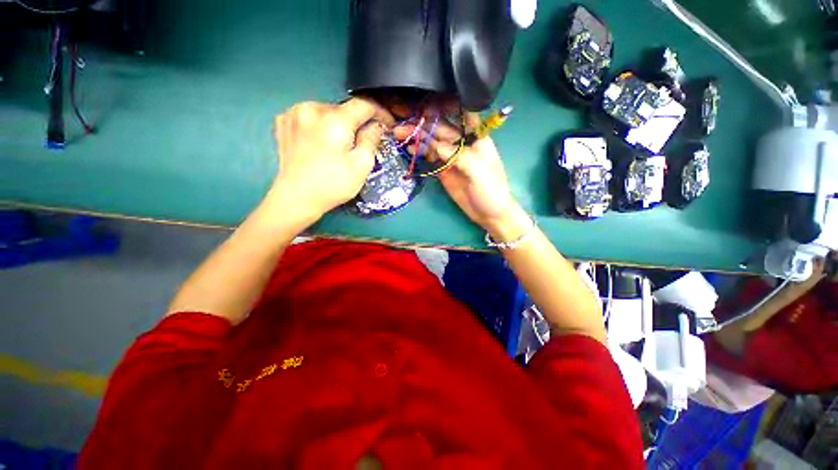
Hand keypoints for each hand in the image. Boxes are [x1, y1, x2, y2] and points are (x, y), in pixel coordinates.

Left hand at [268, 99, 393, 222]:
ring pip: (327, 111)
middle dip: (358, 122)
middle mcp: (313, 108)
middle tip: (364, 140)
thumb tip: (376, 126)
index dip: (380, 112)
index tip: (387, 124)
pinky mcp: (283, 121)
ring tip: (341, 143)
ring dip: (339, 123)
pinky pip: (310, 116)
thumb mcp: (361, 165)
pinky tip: (321, 141)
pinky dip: (321, 125)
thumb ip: (371, 140)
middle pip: (344, 108)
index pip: (364, 104)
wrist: (296, 197)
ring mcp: (294, 113)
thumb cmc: (333, 185)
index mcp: (335, 120)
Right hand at [394, 112, 527, 240]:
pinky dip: (420, 153)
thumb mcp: (479, 172)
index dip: (446, 106)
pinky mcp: (444, 170)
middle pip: (441, 129)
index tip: (426, 102)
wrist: (489, 214)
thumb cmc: (490, 190)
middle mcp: (463, 144)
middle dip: (423, 125)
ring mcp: (452, 157)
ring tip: (399, 133)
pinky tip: (409, 148)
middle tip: (402, 122)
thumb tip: (437, 146)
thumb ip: (459, 156)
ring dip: (418, 137)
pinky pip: (431, 158)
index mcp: (476, 138)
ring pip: (433, 143)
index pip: (462, 114)